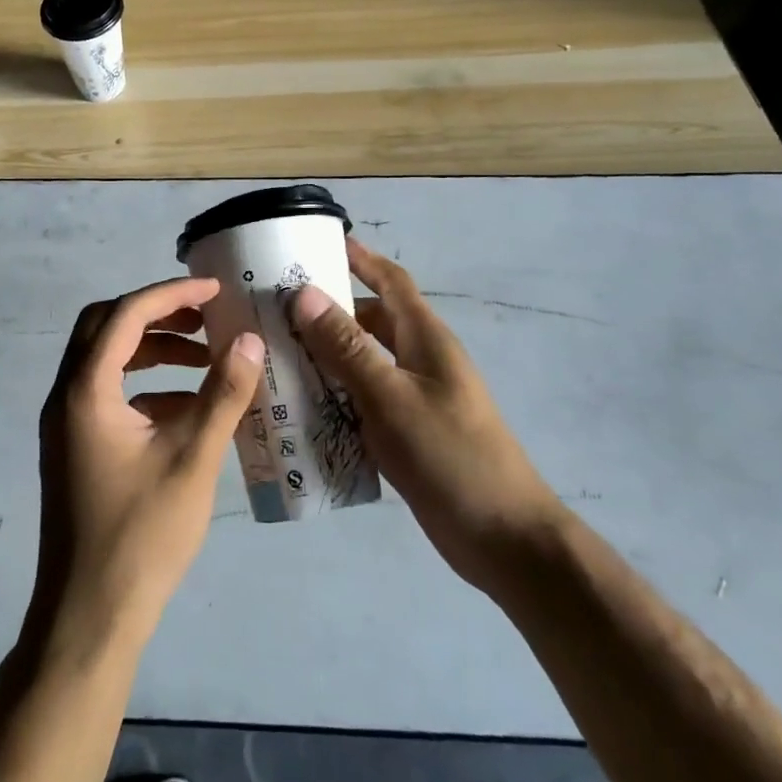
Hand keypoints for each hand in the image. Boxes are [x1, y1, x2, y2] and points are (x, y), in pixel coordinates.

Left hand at [30, 277, 263, 650]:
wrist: (88, 621)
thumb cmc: (140, 537)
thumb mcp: (192, 460)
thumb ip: (223, 395)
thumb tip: (249, 340)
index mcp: (85, 390)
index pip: (126, 314)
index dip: (172, 294)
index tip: (215, 290)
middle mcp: (66, 395)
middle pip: (106, 326)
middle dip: (157, 314)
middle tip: (204, 315)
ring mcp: (66, 423)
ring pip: (106, 359)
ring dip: (153, 349)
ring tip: (206, 357)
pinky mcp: (76, 446)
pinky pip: (109, 394)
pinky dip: (147, 385)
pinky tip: (189, 407)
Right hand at [289, 239, 562, 593]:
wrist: (504, 540)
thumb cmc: (450, 456)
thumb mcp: (391, 397)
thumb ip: (347, 346)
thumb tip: (304, 293)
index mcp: (425, 338)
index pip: (391, 281)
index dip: (360, 258)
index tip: (319, 241)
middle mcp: (421, 359)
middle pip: (371, 319)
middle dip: (329, 308)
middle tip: (277, 305)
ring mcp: (416, 397)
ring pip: (365, 360)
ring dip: (327, 354)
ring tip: (277, 352)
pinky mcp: (409, 431)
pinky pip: (365, 398)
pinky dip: (336, 393)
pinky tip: (302, 405)